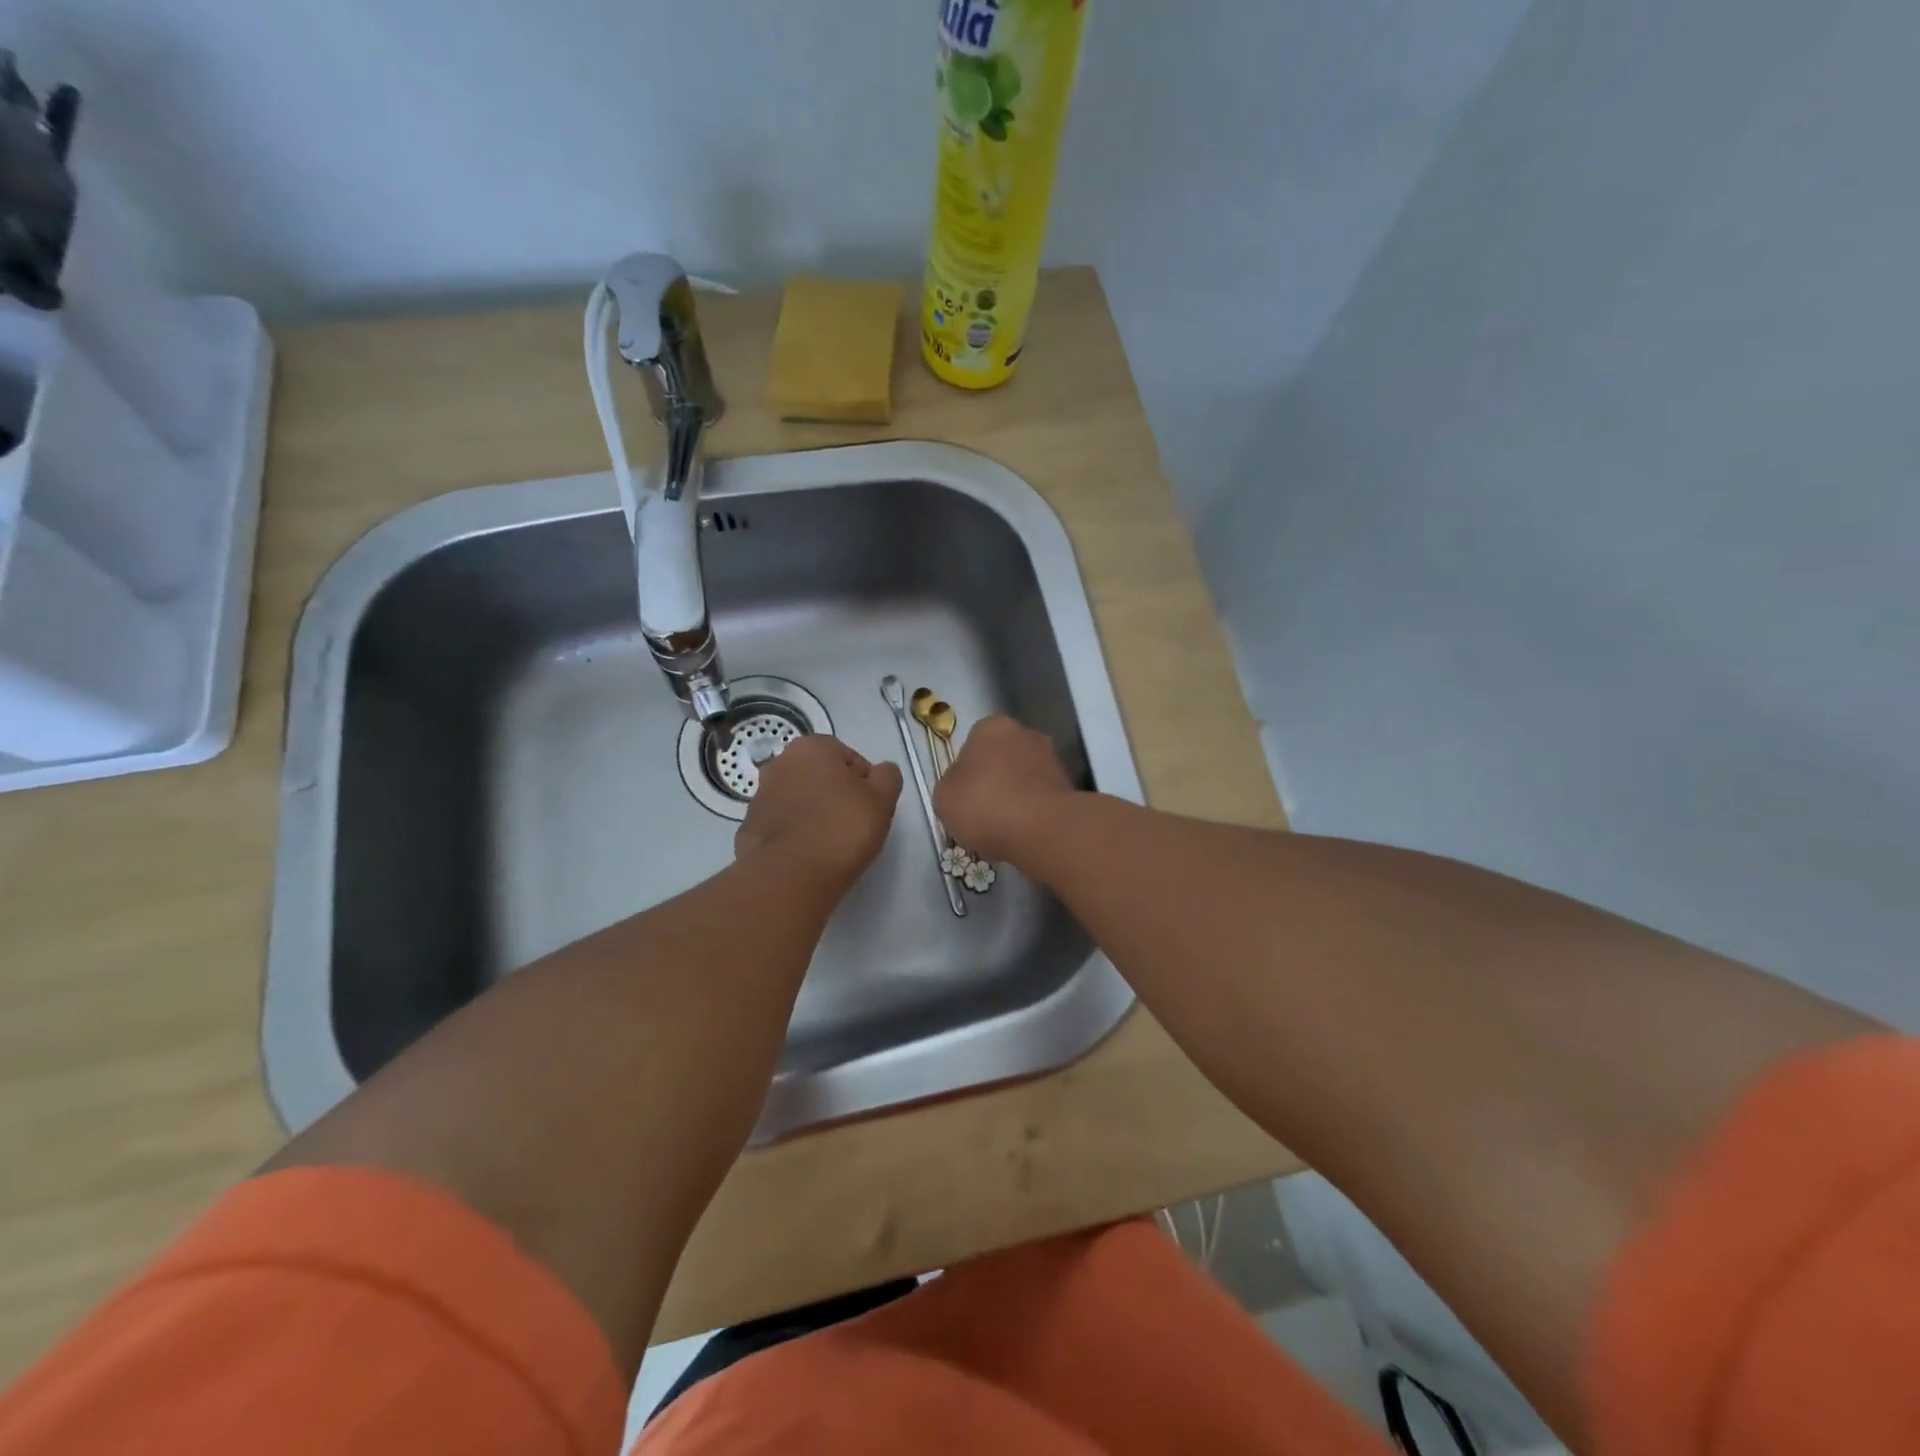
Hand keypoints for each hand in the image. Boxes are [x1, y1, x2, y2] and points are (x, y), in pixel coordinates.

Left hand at [735, 734, 901, 890]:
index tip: (870, 809)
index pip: (850, 759)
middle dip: (836, 795)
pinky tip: (808, 855)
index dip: (865, 784)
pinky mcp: (749, 828)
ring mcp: (760, 796)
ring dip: (814, 814)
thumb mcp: (883, 799)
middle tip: (853, 825)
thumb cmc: (842, 829)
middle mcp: (779, 764)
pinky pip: (782, 825)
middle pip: (821, 777)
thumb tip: (879, 772)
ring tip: (830, 844)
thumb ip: (887, 776)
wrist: (790, 876)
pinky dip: (796, 834)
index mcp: (810, 747)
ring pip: (800, 800)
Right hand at [933, 716, 1077, 863]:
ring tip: (1003, 829)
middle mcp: (1026, 733)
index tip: (963, 797)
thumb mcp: (944, 797)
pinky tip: (1024, 832)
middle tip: (982, 813)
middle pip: (1001, 759)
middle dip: (994, 781)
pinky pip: (1041, 797)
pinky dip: (1033, 811)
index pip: (972, 744)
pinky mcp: (1069, 785)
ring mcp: (1052, 758)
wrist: (1041, 829)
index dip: (965, 772)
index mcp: (991, 727)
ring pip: (1023, 778)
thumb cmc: (984, 804)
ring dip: (1015, 797)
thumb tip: (963, 787)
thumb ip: (951, 785)